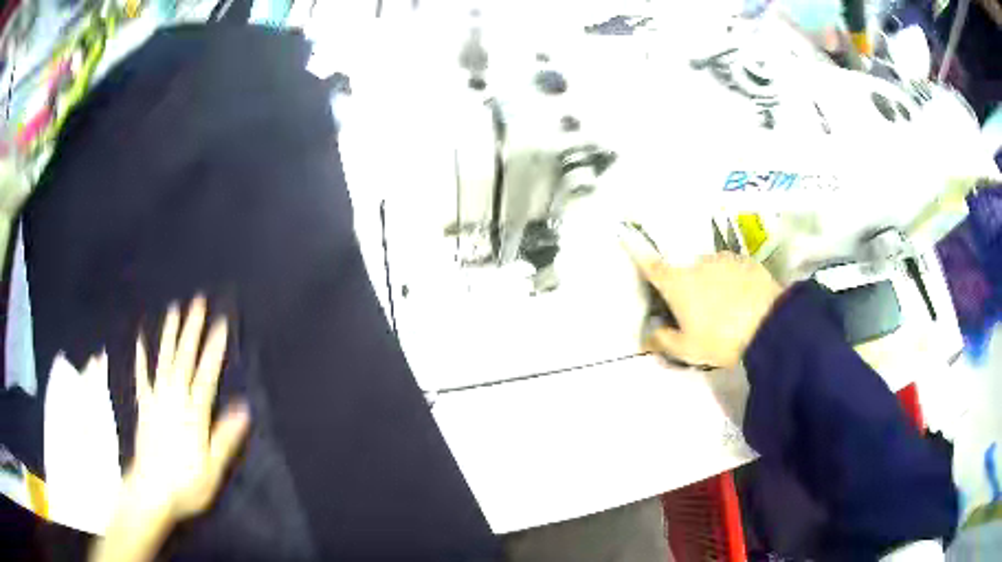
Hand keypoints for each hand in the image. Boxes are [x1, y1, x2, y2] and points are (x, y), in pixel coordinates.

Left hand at [128, 296, 249, 521]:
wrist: (151, 491)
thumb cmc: (186, 484)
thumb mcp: (212, 468)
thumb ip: (225, 437)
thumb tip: (243, 408)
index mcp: (193, 415)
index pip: (206, 375)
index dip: (214, 349)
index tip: (221, 324)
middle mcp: (174, 400)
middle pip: (184, 360)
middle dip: (192, 330)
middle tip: (197, 302)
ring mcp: (156, 401)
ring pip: (164, 361)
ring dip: (170, 335)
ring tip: (175, 310)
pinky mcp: (144, 407)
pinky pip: (142, 378)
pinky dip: (141, 358)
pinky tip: (141, 340)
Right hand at [622, 229, 781, 368]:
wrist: (769, 325)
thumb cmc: (721, 338)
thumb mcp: (688, 349)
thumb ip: (663, 341)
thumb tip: (646, 337)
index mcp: (677, 283)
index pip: (652, 266)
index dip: (640, 255)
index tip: (629, 241)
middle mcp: (696, 263)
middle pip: (684, 270)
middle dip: (686, 285)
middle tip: (697, 310)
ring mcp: (723, 258)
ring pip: (709, 269)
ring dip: (710, 282)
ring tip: (725, 306)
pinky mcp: (745, 260)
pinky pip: (731, 269)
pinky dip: (731, 279)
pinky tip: (742, 298)